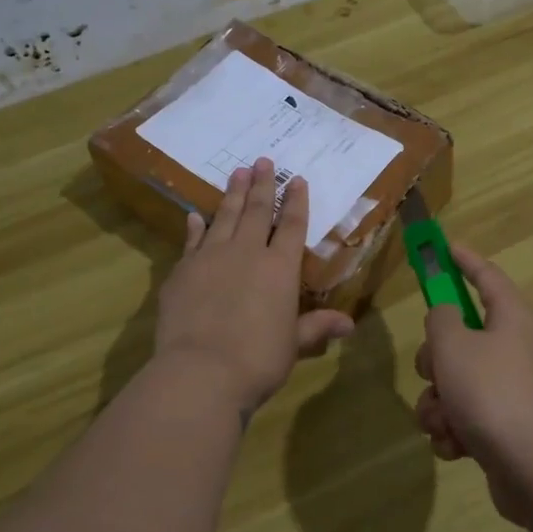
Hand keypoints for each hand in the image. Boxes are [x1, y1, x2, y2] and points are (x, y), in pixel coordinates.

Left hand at [154, 157, 353, 416]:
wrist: (201, 371)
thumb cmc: (258, 359)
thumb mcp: (294, 344)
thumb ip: (317, 327)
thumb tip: (349, 325)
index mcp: (280, 269)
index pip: (292, 226)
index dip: (295, 202)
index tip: (297, 180)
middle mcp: (247, 253)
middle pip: (257, 211)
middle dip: (262, 185)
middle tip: (263, 160)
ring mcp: (211, 258)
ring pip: (225, 217)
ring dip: (232, 194)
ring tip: (237, 171)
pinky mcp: (182, 271)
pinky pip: (192, 241)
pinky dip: (195, 226)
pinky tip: (195, 215)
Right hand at [414, 246, 532, 523]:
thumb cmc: (492, 394)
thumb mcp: (454, 345)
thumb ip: (440, 319)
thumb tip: (446, 319)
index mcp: (513, 318)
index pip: (486, 276)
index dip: (463, 261)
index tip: (444, 248)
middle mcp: (516, 348)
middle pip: (460, 336)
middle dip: (435, 358)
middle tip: (435, 371)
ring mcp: (511, 388)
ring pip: (454, 380)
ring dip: (438, 401)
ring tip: (445, 421)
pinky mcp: (504, 425)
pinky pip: (464, 415)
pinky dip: (454, 429)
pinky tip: (457, 445)